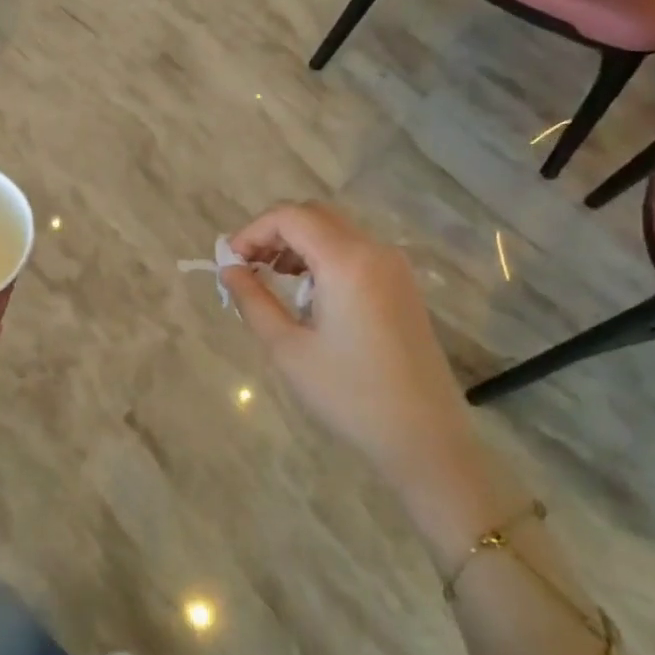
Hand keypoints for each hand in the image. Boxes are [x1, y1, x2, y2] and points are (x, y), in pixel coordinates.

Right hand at [222, 201, 484, 500]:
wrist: (425, 438)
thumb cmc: (350, 395)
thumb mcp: (288, 349)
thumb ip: (253, 301)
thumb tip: (229, 271)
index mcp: (347, 262)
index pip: (290, 217)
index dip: (252, 231)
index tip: (229, 262)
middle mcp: (375, 252)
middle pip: (314, 216)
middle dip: (273, 233)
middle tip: (246, 267)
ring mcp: (394, 268)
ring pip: (335, 232)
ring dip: (297, 245)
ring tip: (271, 280)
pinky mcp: (402, 287)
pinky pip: (355, 252)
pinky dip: (322, 258)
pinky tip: (307, 294)